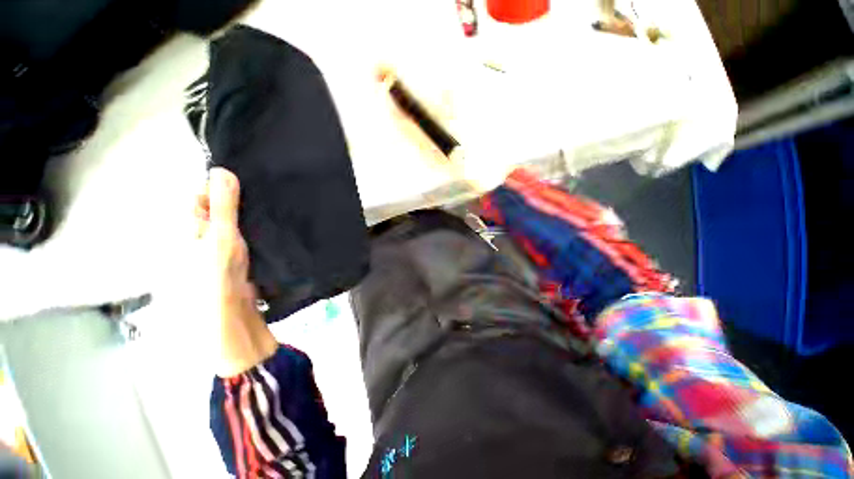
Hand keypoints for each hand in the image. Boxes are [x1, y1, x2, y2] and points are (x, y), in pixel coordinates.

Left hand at [195, 167, 277, 376]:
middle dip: (241, 200)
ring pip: (237, 222)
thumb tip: (221, 170)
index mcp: (187, 226)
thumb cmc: (216, 275)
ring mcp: (220, 245)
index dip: (222, 187)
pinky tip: (273, 226)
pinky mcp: (237, 256)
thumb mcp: (220, 236)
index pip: (201, 195)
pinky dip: (258, 229)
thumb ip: (222, 206)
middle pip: (221, 208)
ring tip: (273, 207)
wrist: (231, 315)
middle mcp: (201, 233)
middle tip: (265, 195)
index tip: (248, 183)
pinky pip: (247, 235)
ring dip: (252, 215)